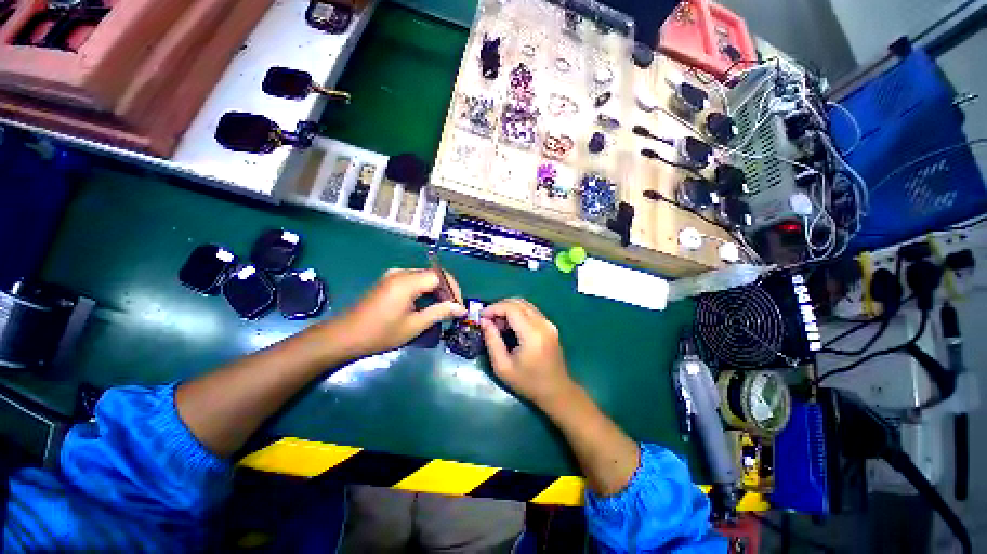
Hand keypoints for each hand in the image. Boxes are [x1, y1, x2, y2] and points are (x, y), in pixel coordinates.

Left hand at [337, 268, 465, 357]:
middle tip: (453, 309)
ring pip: (425, 277)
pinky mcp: (389, 280)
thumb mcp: (414, 325)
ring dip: (437, 290)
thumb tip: (461, 309)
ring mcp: (393, 275)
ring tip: (443, 308)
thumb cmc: (380, 333)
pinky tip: (427, 304)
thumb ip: (439, 312)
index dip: (453, 289)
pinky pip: (414, 280)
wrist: (344, 336)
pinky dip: (425, 290)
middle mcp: (401, 273)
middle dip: (447, 290)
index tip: (459, 307)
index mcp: (406, 282)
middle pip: (433, 274)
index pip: (440, 276)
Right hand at [480, 299, 575, 406]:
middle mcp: (543, 323)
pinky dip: (517, 313)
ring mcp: (548, 323)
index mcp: (532, 333)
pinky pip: (531, 312)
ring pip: (525, 305)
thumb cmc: (528, 383)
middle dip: (500, 307)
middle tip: (488, 320)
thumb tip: (484, 321)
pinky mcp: (550, 326)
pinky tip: (510, 327)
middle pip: (518, 302)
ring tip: (497, 324)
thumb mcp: (503, 367)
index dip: (494, 308)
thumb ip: (492, 341)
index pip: (511, 308)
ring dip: (508, 309)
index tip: (481, 317)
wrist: (556, 392)